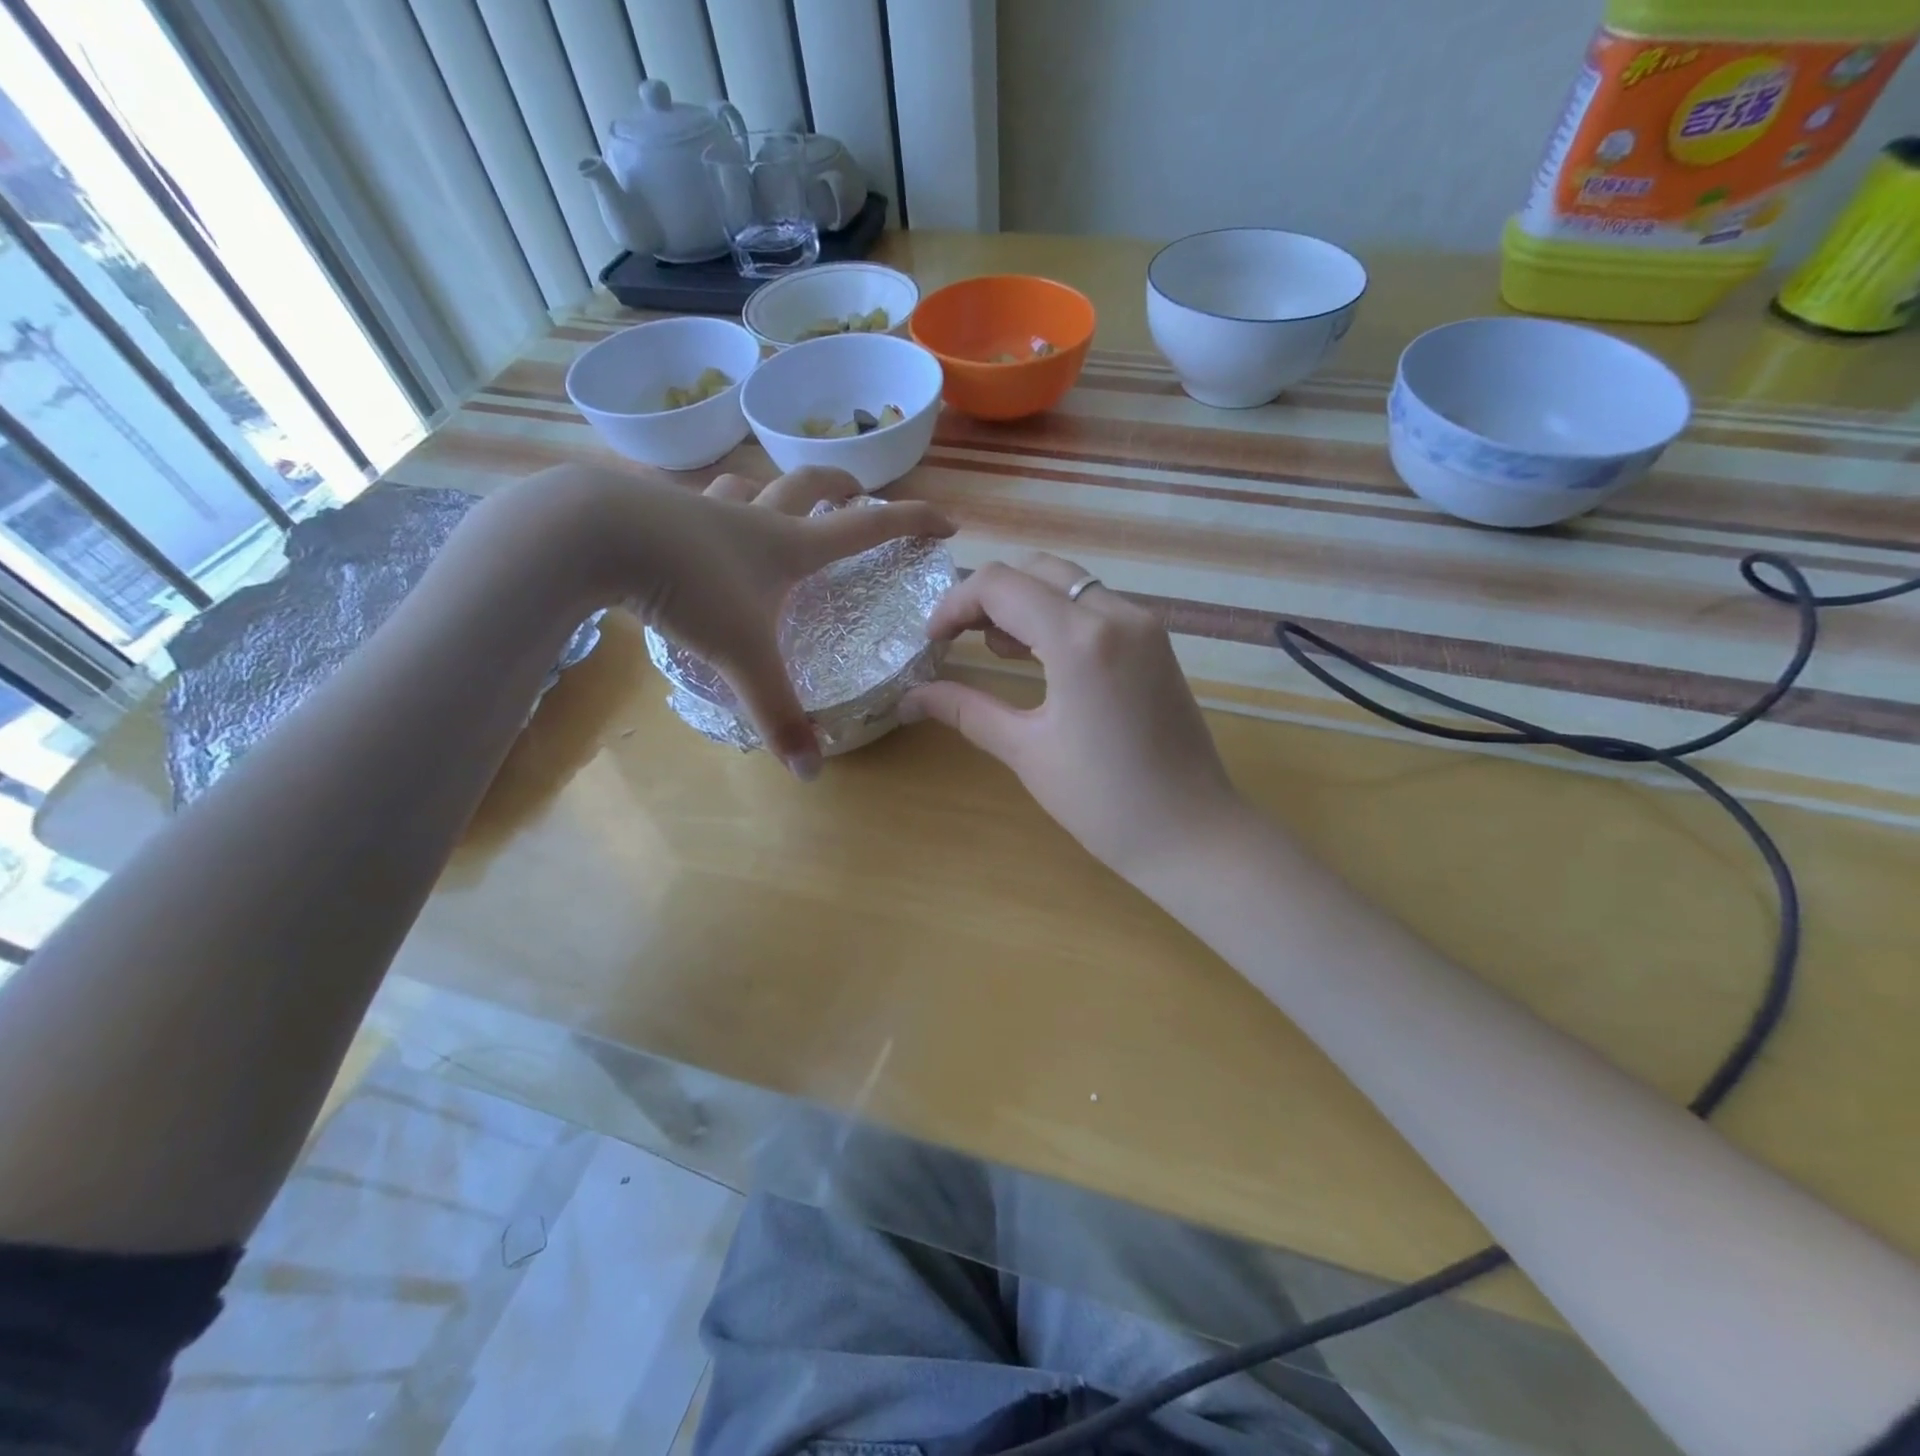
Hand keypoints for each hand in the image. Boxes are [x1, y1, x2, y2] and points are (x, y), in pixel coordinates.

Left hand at [475, 463, 951, 778]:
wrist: (593, 535)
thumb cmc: (689, 586)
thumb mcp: (743, 657)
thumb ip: (778, 714)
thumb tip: (811, 773)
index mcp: (790, 546)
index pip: (868, 527)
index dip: (911, 523)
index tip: (946, 522)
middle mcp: (753, 518)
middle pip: (810, 484)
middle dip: (842, 486)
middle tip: (858, 492)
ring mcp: (703, 508)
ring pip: (747, 486)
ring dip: (769, 491)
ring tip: (772, 506)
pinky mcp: (656, 510)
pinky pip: (693, 503)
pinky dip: (708, 511)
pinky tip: (691, 532)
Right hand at [900, 554, 1241, 881]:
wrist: (1192, 833)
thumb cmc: (1103, 802)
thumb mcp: (1026, 751)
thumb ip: (966, 710)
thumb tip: (909, 698)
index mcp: (1081, 639)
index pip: (1000, 585)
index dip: (954, 605)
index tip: (931, 642)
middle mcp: (1117, 614)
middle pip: (1036, 570)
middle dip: (988, 597)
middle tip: (958, 640)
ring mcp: (1144, 625)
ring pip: (1069, 584)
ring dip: (1025, 603)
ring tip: (995, 650)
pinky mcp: (1156, 643)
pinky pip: (1096, 607)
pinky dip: (1059, 617)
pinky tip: (1039, 657)